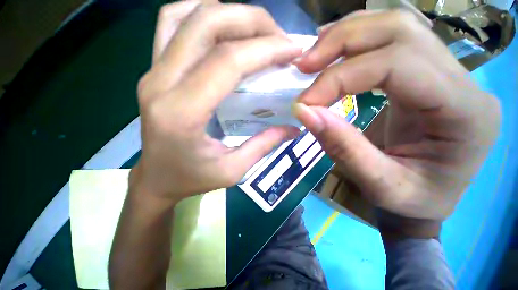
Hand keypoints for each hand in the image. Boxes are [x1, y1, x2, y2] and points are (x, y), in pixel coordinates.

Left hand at [131, 1, 301, 200]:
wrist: (155, 179)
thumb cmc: (191, 179)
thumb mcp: (233, 170)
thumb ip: (264, 145)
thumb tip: (293, 127)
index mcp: (183, 113)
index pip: (228, 61)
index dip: (266, 49)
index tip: (293, 50)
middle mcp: (161, 83)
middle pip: (207, 23)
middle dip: (252, 21)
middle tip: (280, 38)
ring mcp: (152, 72)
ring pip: (187, 15)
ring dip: (228, 13)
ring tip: (256, 32)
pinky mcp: (153, 70)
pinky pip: (172, 23)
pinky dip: (201, 15)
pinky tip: (223, 30)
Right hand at [293, 10, 500, 223]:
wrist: (430, 198)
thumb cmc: (411, 201)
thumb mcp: (378, 184)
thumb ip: (341, 146)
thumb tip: (304, 112)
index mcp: (465, 113)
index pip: (397, 65)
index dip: (340, 78)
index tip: (305, 101)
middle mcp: (465, 81)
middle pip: (399, 30)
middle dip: (341, 43)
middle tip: (303, 66)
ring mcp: (450, 71)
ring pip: (395, 26)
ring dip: (346, 36)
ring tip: (313, 58)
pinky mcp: (429, 73)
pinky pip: (391, 40)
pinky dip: (355, 41)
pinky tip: (332, 53)